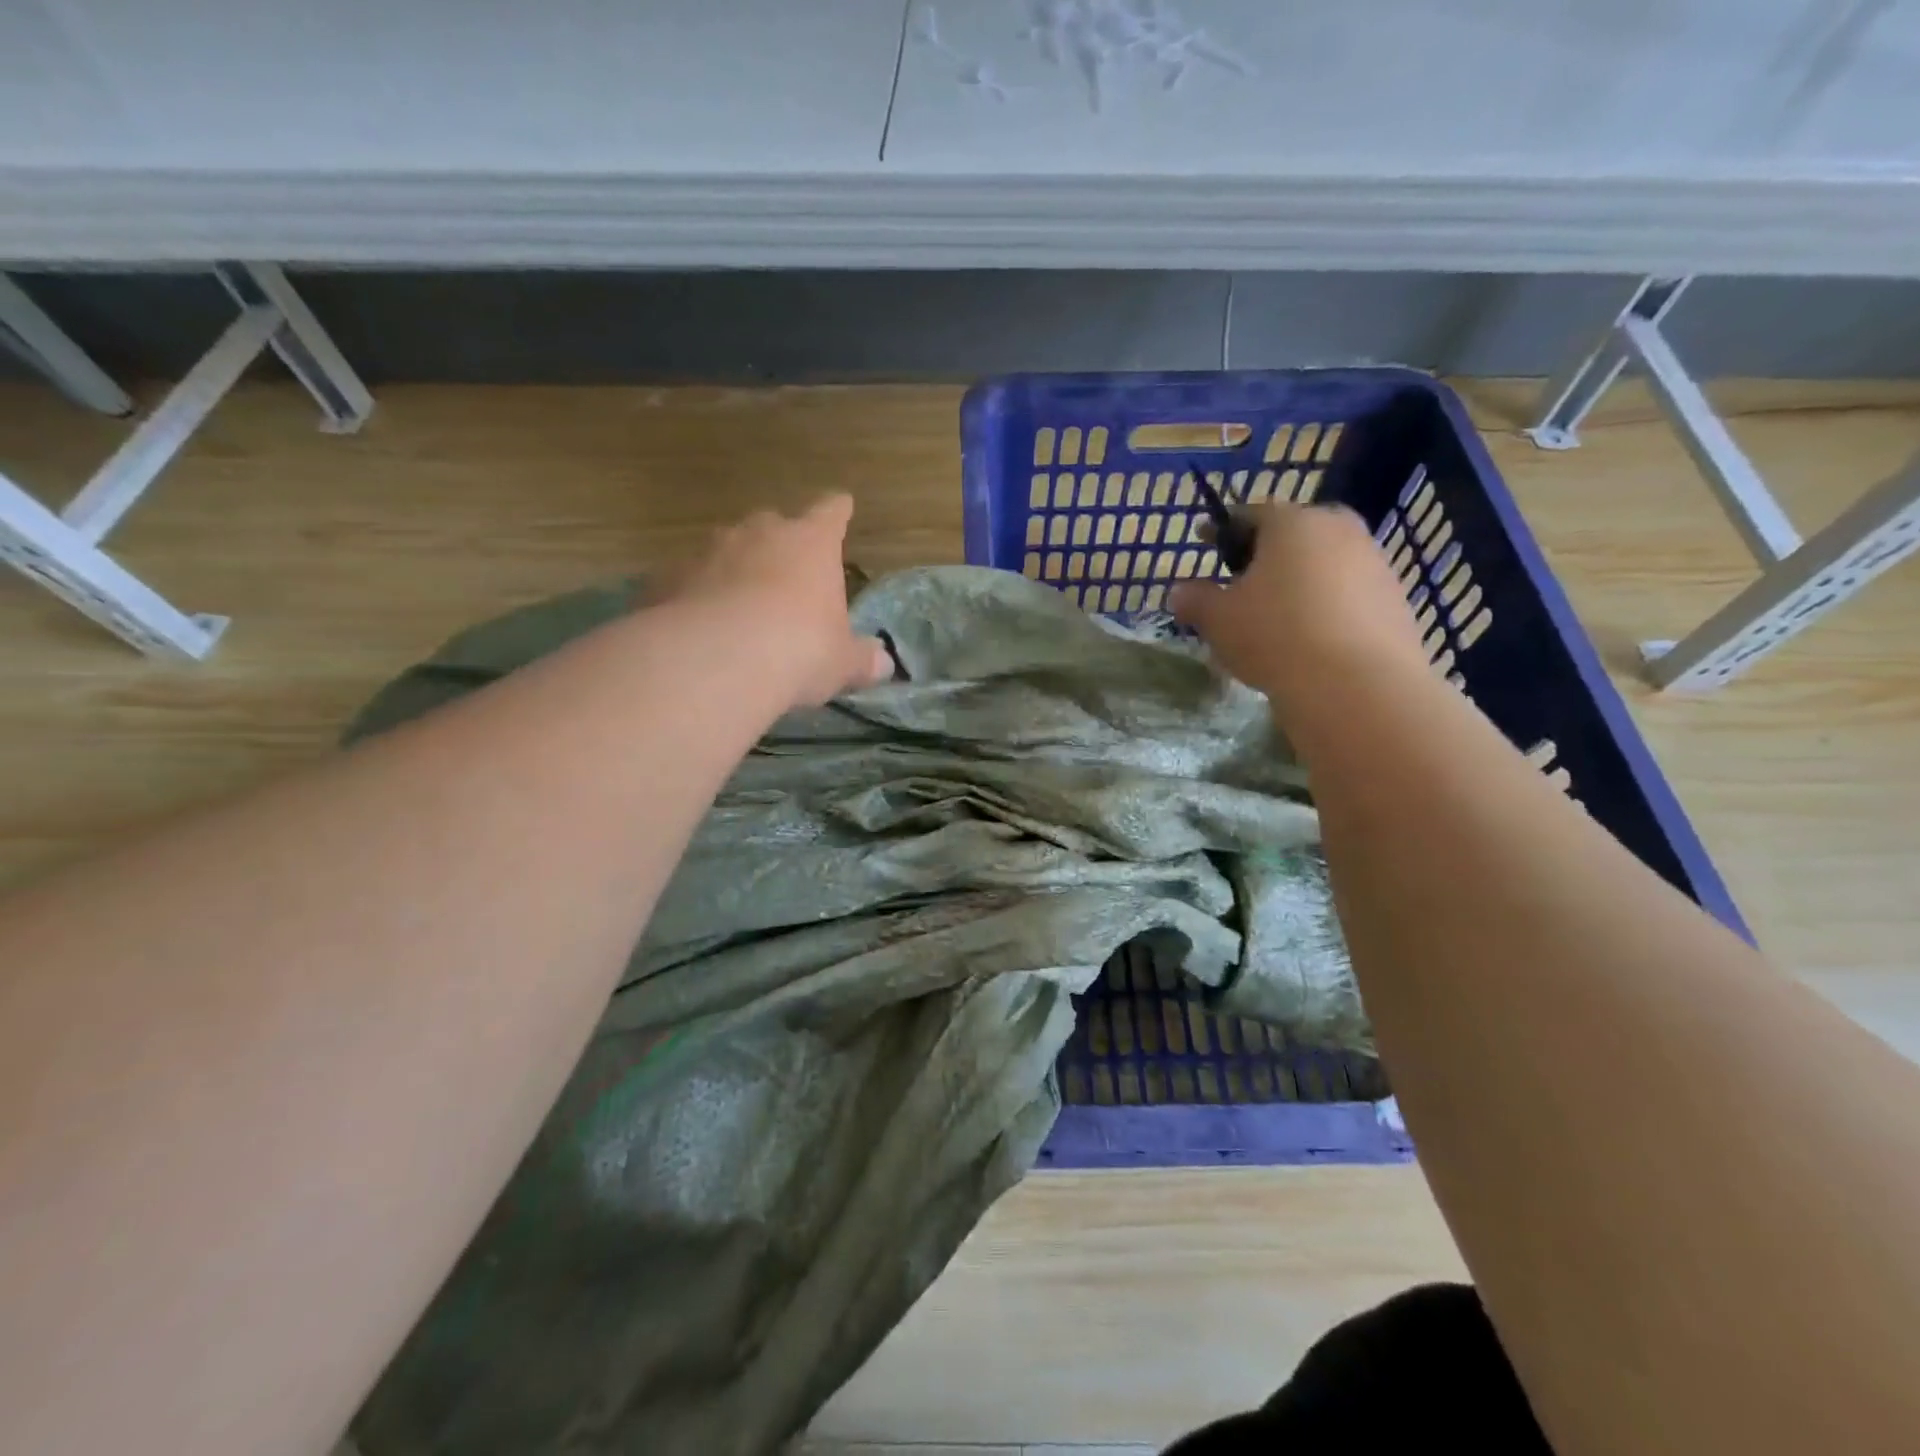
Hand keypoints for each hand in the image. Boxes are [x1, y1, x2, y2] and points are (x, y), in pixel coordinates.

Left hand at [664, 494, 892, 706]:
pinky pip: (688, 582)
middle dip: (779, 546)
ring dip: (733, 571)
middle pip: (773, 525)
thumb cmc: (800, 649)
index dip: (837, 512)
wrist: (718, 659)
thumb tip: (882, 664)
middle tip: (784, 577)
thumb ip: (861, 660)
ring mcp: (708, 550)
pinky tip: (698, 629)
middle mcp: (759, 533)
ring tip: (737, 609)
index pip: (830, 513)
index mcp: (811, 543)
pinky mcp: (667, 577)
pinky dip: (696, 597)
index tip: (841, 506)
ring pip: (725, 551)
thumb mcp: (841, 663)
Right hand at [1170, 504, 1430, 716]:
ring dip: (1299, 580)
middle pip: (1294, 535)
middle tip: (1242, 581)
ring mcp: (1375, 563)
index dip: (1223, 529)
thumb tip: (1180, 592)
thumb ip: (1195, 599)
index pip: (1250, 514)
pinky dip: (1325, 606)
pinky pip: (1348, 594)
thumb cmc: (1275, 636)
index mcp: (1292, 522)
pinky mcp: (1395, 600)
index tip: (1205, 540)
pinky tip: (1310, 638)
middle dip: (1266, 554)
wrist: (1357, 686)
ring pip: (1324, 564)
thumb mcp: (1218, 620)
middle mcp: (1339, 529)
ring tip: (1275, 615)